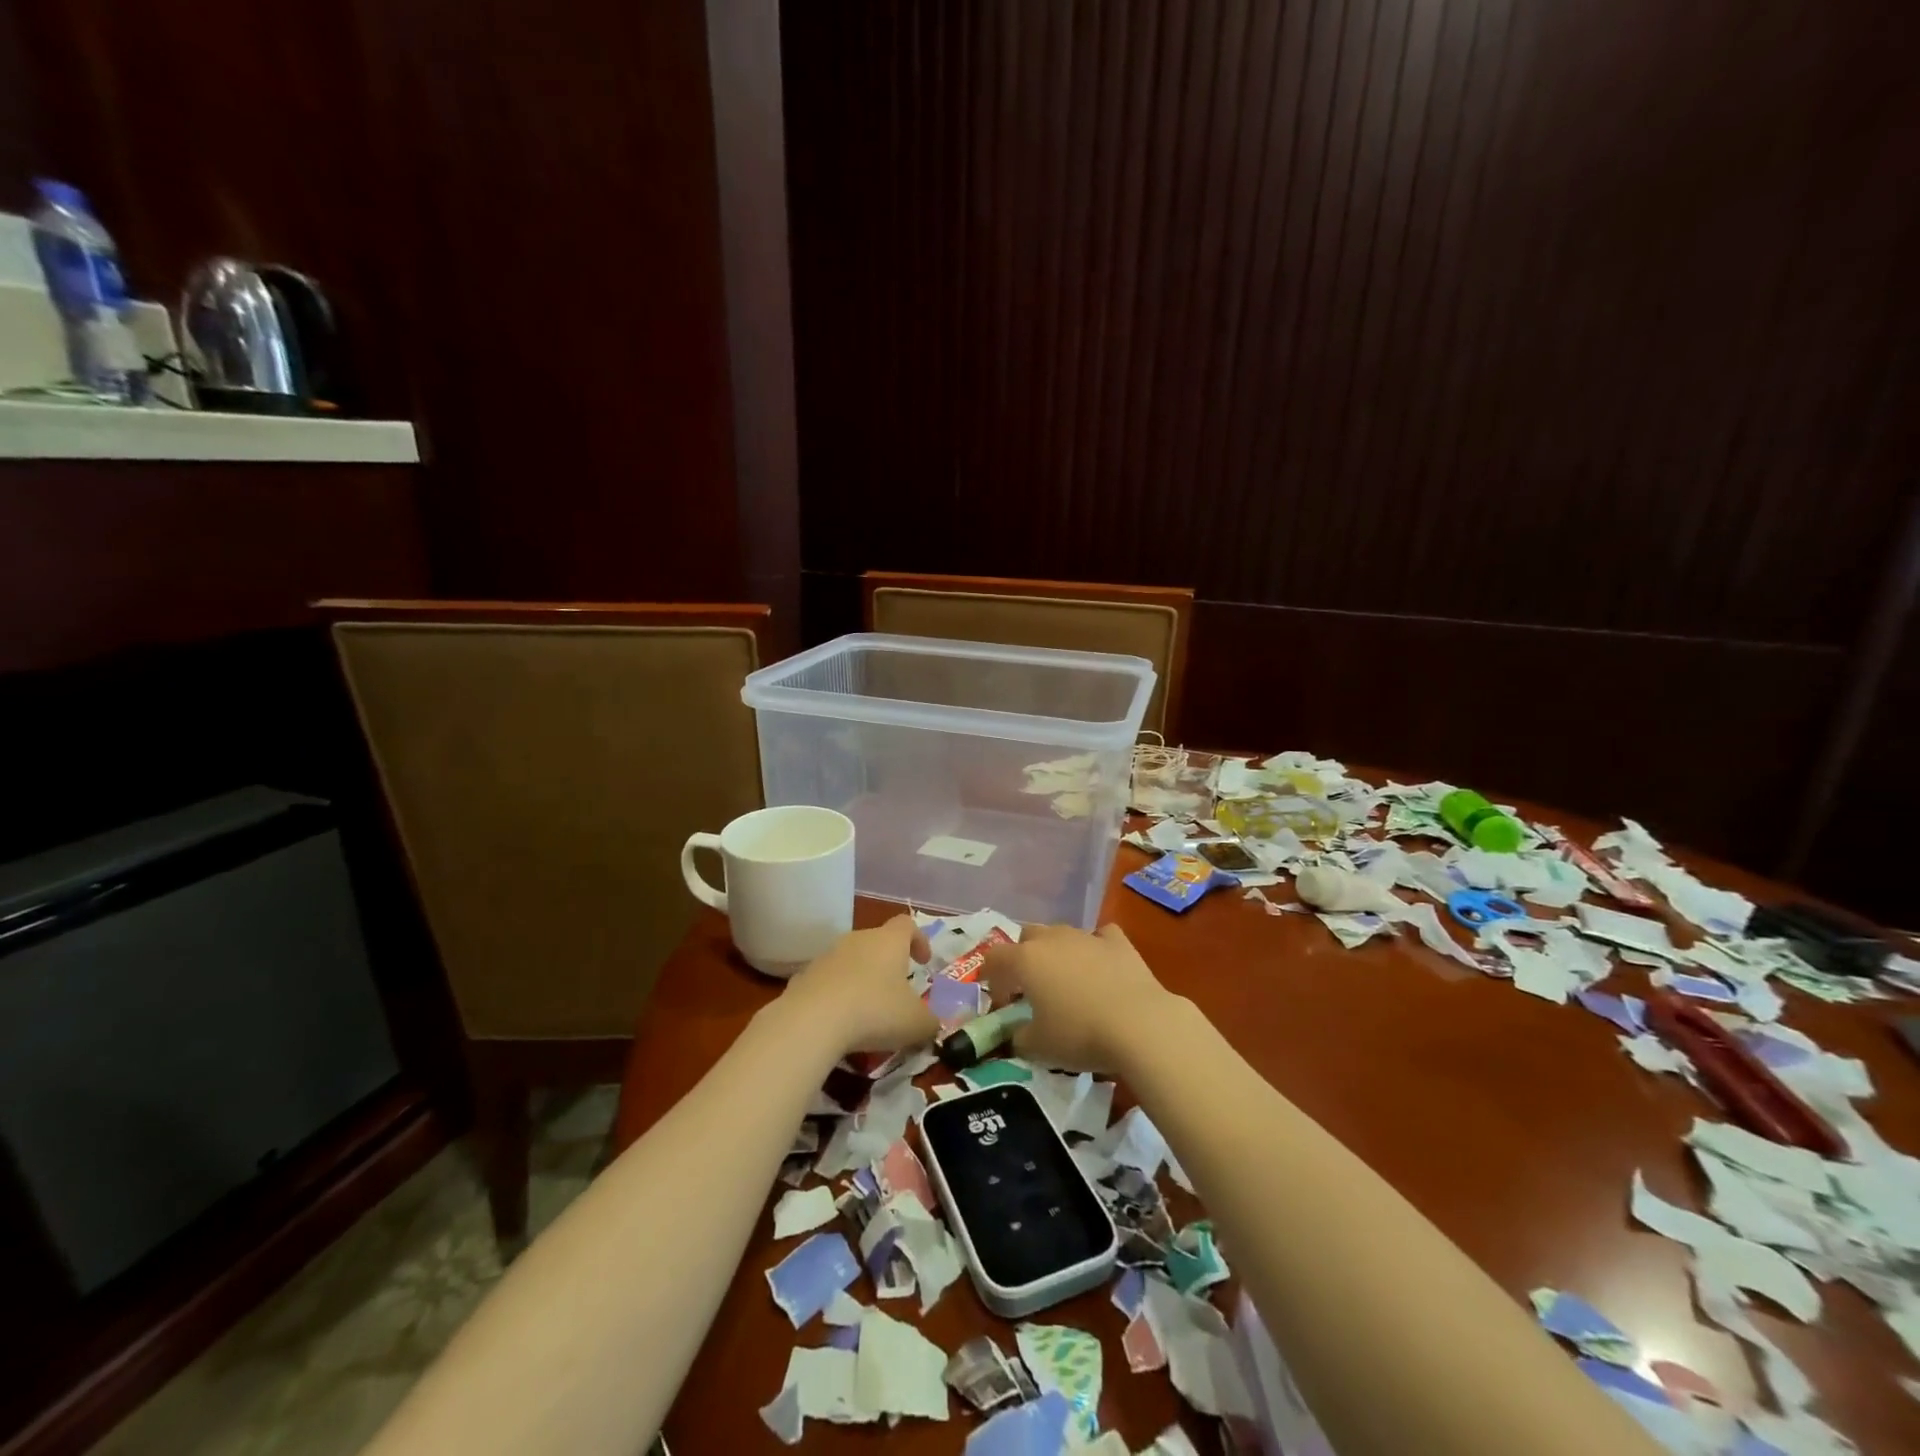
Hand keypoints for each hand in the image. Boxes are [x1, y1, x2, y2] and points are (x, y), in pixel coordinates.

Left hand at [780, 915, 936, 1056]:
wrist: (811, 1021)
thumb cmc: (875, 1012)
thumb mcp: (916, 1023)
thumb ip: (930, 1022)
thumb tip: (932, 1024)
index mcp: (889, 941)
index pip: (907, 925)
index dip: (919, 939)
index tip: (923, 962)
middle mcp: (857, 940)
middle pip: (877, 942)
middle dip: (888, 963)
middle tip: (897, 991)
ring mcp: (827, 956)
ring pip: (851, 961)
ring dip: (861, 979)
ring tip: (867, 1010)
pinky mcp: (804, 977)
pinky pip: (828, 981)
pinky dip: (837, 995)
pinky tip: (839, 1021)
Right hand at [982, 923, 1183, 1073]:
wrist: (1140, 1025)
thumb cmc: (1080, 1035)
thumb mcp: (1038, 1047)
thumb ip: (1018, 1037)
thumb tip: (1017, 1034)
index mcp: (1025, 960)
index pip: (994, 957)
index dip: (990, 977)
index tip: (998, 1000)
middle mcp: (1052, 939)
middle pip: (1027, 936)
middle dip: (1023, 957)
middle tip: (1030, 987)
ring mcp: (1086, 936)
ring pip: (1061, 934)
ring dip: (1057, 953)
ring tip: (1066, 981)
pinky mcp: (1118, 942)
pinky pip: (1099, 937)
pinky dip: (1094, 948)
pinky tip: (1100, 966)